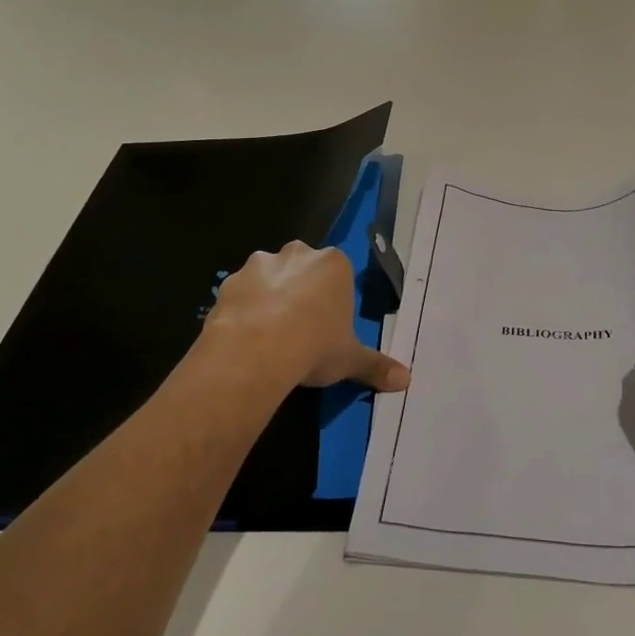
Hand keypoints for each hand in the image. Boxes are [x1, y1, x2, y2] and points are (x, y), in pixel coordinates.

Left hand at [204, 241, 409, 392]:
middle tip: (300, 328)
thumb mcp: (351, 360)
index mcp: (333, 264)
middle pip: (302, 267)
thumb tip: (407, 380)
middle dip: (300, 290)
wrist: (256, 351)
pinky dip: (242, 310)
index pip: (338, 273)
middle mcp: (297, 254)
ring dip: (269, 297)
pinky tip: (244, 339)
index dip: (333, 299)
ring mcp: (259, 265)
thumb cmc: (315, 346)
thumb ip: (376, 366)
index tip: (329, 325)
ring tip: (269, 336)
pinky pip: (240, 294)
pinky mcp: (228, 283)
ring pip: (268, 277)